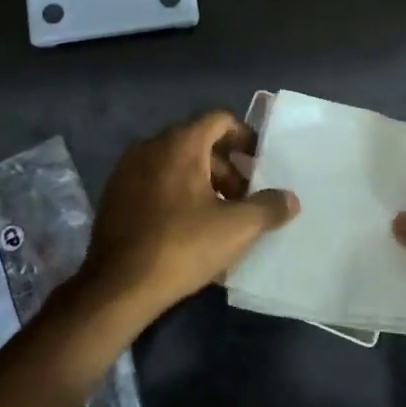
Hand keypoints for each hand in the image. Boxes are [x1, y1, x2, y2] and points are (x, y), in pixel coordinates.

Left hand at [80, 111, 298, 323]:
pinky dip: (176, 191)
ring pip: (175, 162)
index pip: (220, 120)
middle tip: (244, 197)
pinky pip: (154, 180)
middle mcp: (150, 146)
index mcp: (180, 143)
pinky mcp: (114, 194)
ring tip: (219, 214)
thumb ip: (268, 207)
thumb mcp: (236, 228)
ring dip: (202, 180)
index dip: (245, 137)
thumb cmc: (182, 246)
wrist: (118, 285)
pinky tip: (187, 225)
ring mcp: (127, 169)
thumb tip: (291, 198)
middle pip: (198, 141)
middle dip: (226, 166)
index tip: (259, 164)